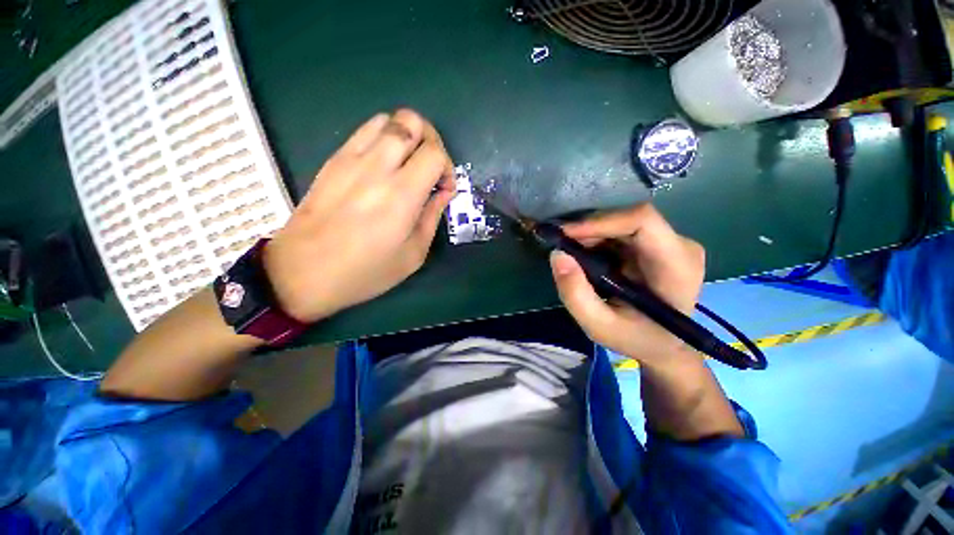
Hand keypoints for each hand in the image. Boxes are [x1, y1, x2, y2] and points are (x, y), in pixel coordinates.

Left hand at [263, 110, 454, 322]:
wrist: (303, 272)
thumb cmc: (365, 271)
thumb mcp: (413, 255)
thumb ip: (432, 217)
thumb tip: (443, 192)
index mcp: (401, 194)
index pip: (435, 153)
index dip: (448, 168)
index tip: (444, 189)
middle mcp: (377, 166)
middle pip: (412, 121)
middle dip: (431, 140)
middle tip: (431, 168)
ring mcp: (351, 158)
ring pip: (388, 119)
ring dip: (407, 136)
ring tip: (408, 164)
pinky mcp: (334, 160)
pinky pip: (365, 131)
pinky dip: (384, 138)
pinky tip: (384, 166)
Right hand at [549, 204, 705, 366]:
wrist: (663, 346)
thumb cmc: (636, 339)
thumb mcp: (599, 326)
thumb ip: (575, 294)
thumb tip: (557, 254)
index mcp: (676, 266)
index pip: (642, 221)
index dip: (601, 221)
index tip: (566, 235)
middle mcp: (680, 246)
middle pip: (628, 219)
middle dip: (590, 230)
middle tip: (562, 247)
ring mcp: (671, 243)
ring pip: (622, 222)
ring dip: (591, 235)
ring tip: (571, 255)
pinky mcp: (658, 244)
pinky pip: (622, 230)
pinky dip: (598, 239)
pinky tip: (586, 257)